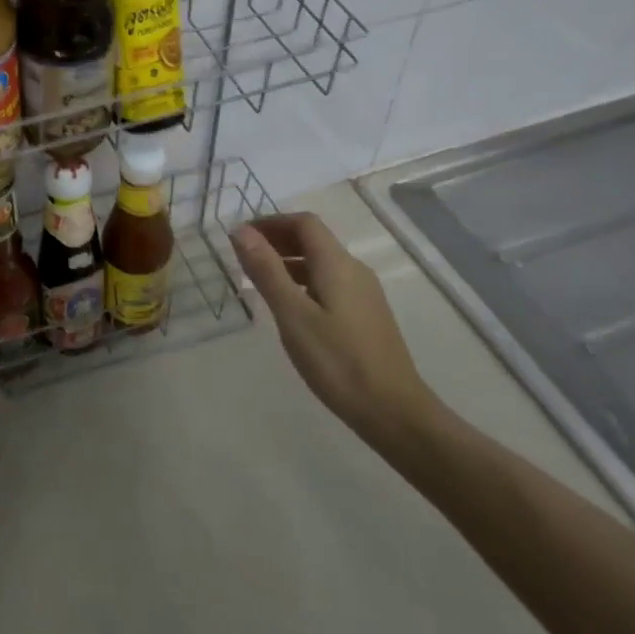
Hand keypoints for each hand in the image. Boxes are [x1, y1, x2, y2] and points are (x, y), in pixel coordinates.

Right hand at [233, 213, 442, 448]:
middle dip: (277, 240)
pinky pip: (329, 283)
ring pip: (321, 263)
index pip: (304, 223)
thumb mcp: (292, 314)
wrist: (393, 411)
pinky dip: (303, 281)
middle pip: (313, 239)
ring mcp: (364, 294)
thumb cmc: (337, 360)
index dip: (270, 222)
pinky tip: (290, 307)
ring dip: (289, 262)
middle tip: (243, 257)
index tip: (240, 237)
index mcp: (336, 264)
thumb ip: (266, 270)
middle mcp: (354, 270)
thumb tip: (241, 231)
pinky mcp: (366, 315)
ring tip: (259, 281)